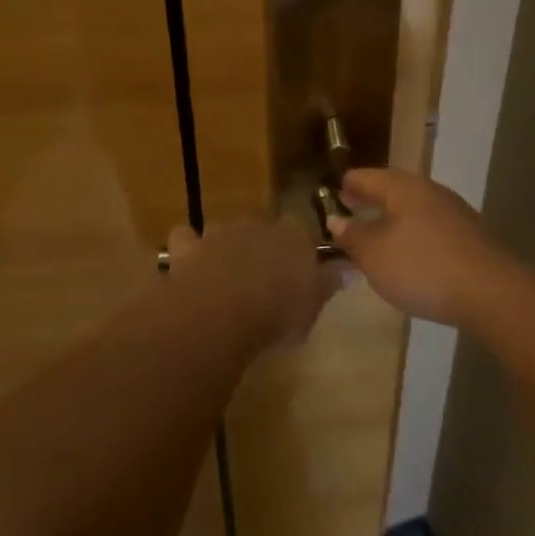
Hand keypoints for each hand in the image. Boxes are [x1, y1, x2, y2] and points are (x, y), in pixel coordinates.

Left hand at [165, 217, 340, 351]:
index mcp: (293, 234)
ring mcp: (219, 232)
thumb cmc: (278, 310)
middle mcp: (256, 224)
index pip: (301, 227)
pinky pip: (186, 239)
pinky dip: (188, 248)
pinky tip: (190, 266)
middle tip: (263, 273)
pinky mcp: (188, 246)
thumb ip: (328, 283)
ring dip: (226, 245)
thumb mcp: (313, 304)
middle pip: (262, 225)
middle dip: (262, 242)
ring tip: (226, 273)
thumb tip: (348, 269)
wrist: (221, 310)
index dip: (298, 245)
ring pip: (225, 229)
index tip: (299, 266)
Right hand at [327, 169, 515, 327]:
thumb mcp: (375, 256)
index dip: (347, 185)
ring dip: (392, 217)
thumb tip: (336, 219)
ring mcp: (454, 213)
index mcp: (403, 188)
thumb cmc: (423, 268)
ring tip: (376, 234)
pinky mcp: (469, 236)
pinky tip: (409, 253)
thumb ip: (353, 236)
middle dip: (371, 199)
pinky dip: (412, 233)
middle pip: (393, 188)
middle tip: (351, 210)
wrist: (493, 293)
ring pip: (414, 207)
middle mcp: (429, 192)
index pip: (366, 177)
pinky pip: (430, 226)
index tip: (333, 194)